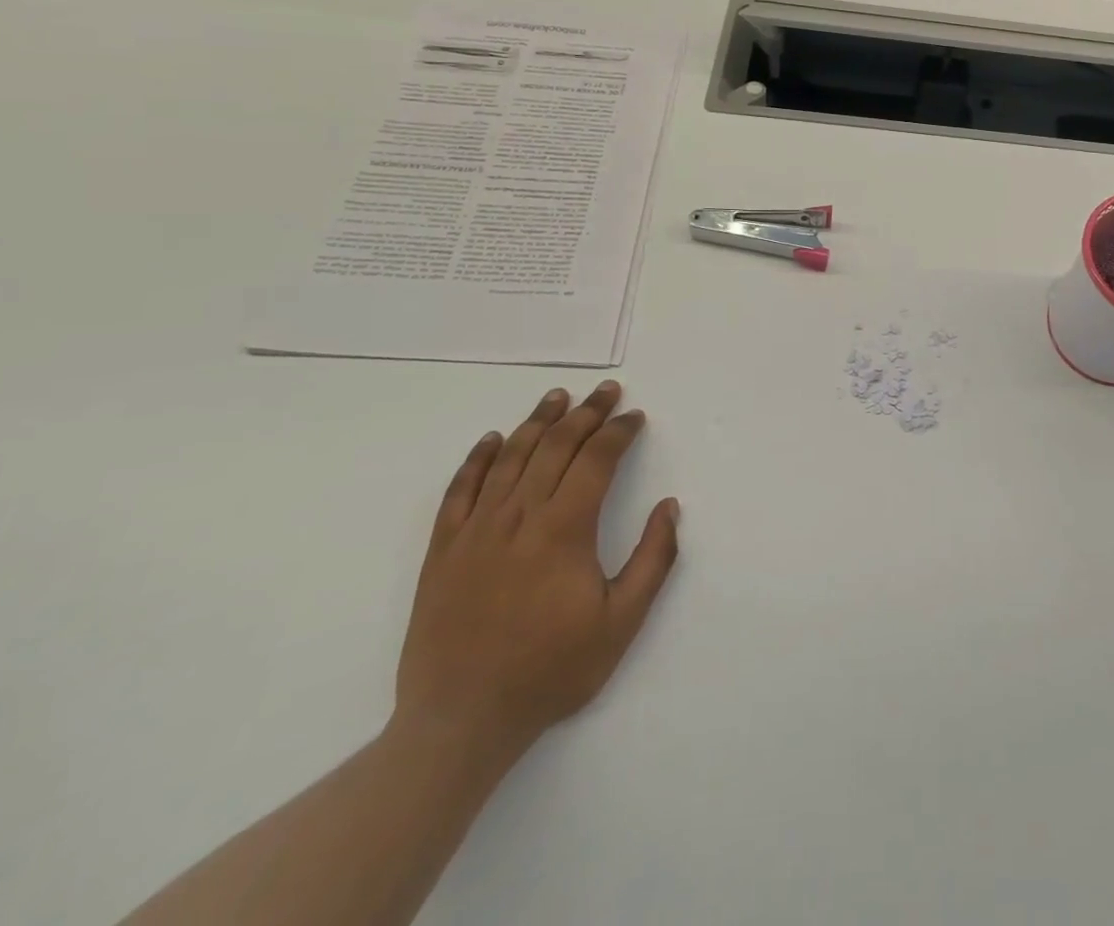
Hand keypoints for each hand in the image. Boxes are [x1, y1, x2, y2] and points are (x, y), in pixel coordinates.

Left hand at [394, 382, 679, 766]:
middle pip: (555, 447)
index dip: (618, 432)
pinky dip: (478, 458)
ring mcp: (475, 531)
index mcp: (563, 530)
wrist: (460, 722)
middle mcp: (518, 517)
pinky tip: (494, 439)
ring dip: (538, 421)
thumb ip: (653, 560)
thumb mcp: (621, 623)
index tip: (635, 416)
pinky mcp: (443, 550)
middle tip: (607, 390)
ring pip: (510, 458)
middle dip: (586, 413)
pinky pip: (460, 490)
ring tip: (558, 396)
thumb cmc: (550, 671)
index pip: (596, 460)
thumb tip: (669, 506)